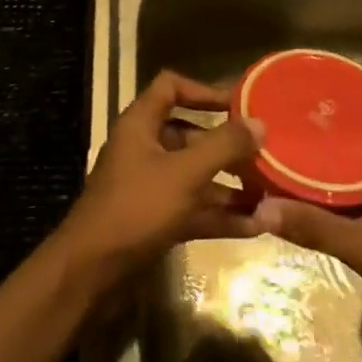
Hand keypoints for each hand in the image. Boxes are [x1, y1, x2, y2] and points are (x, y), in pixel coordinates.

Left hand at [57, 71, 263, 290]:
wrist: (91, 273)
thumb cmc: (136, 208)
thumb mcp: (184, 173)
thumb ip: (223, 146)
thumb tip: (260, 123)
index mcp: (141, 124)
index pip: (171, 87)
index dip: (203, 90)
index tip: (239, 105)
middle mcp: (145, 149)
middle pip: (190, 135)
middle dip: (227, 146)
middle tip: (265, 154)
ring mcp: (150, 187)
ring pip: (195, 176)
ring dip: (230, 185)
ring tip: (270, 194)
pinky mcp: (156, 221)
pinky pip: (194, 209)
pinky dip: (221, 215)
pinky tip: (257, 226)